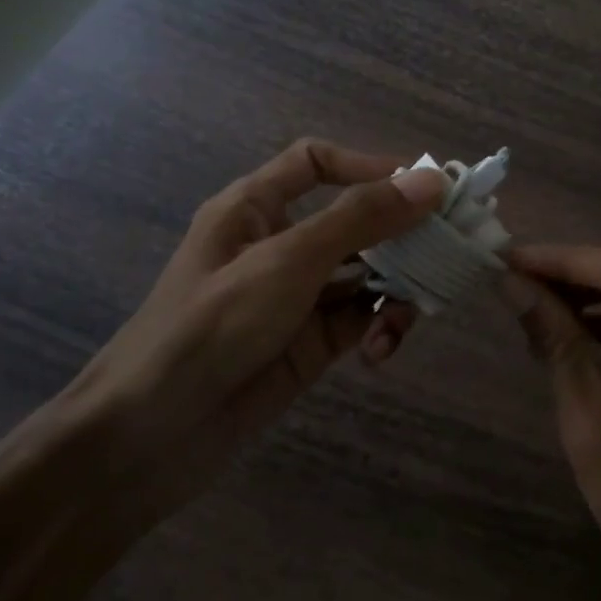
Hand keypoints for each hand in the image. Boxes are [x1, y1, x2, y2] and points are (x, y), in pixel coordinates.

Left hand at [47, 139, 447, 528]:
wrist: (150, 437)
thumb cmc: (211, 326)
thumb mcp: (288, 261)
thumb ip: (361, 219)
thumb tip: (431, 181)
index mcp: (255, 208)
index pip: (316, 163)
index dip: (369, 167)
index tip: (424, 188)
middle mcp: (279, 245)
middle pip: (355, 221)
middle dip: (401, 236)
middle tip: (450, 252)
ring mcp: (297, 297)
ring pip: (367, 274)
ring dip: (396, 288)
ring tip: (411, 313)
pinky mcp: (310, 344)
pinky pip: (360, 320)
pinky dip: (379, 329)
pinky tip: (381, 350)